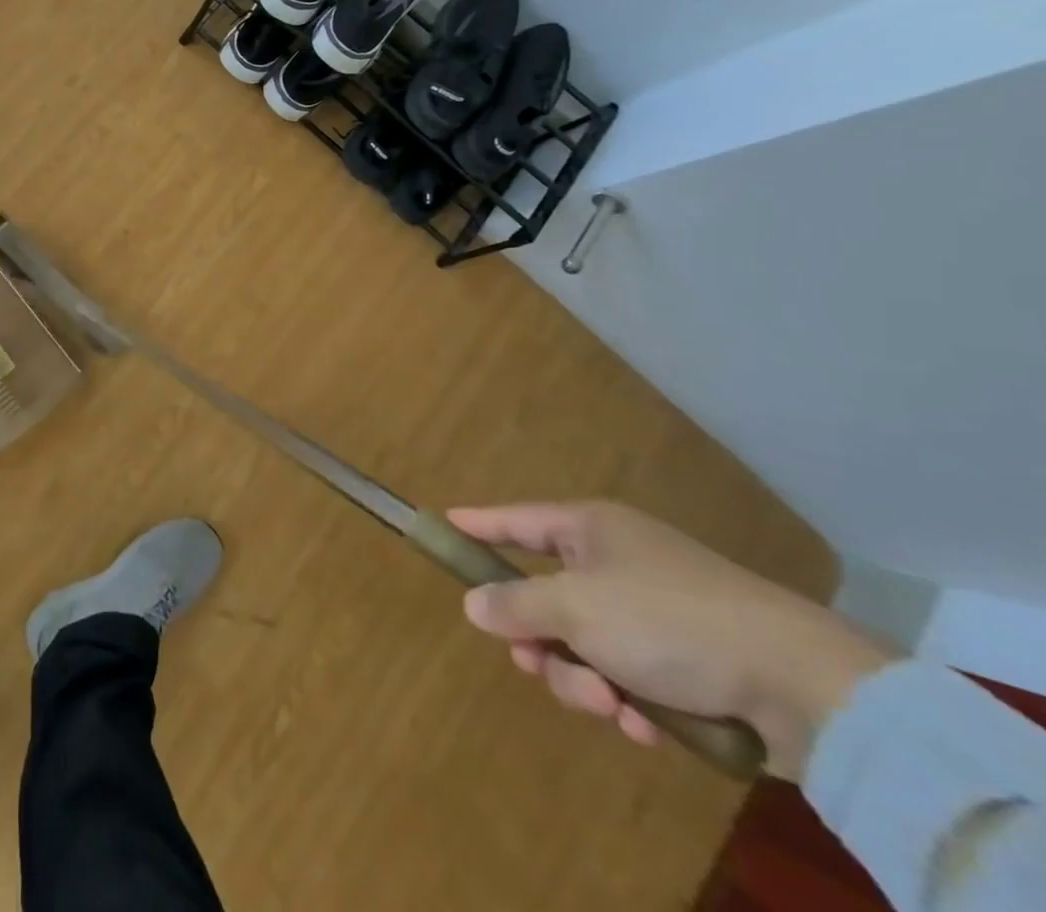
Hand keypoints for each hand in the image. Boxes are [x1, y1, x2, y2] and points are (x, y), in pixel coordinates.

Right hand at [447, 500, 894, 779]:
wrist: (804, 686)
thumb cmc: (669, 621)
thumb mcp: (576, 610)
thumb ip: (516, 605)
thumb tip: (474, 604)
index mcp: (590, 530)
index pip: (515, 520)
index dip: (478, 525)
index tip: (442, 524)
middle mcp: (616, 563)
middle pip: (545, 597)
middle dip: (540, 641)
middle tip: (536, 664)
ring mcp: (653, 613)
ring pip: (583, 646)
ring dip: (584, 680)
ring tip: (612, 706)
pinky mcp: (687, 663)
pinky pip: (628, 676)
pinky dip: (628, 701)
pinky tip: (647, 725)